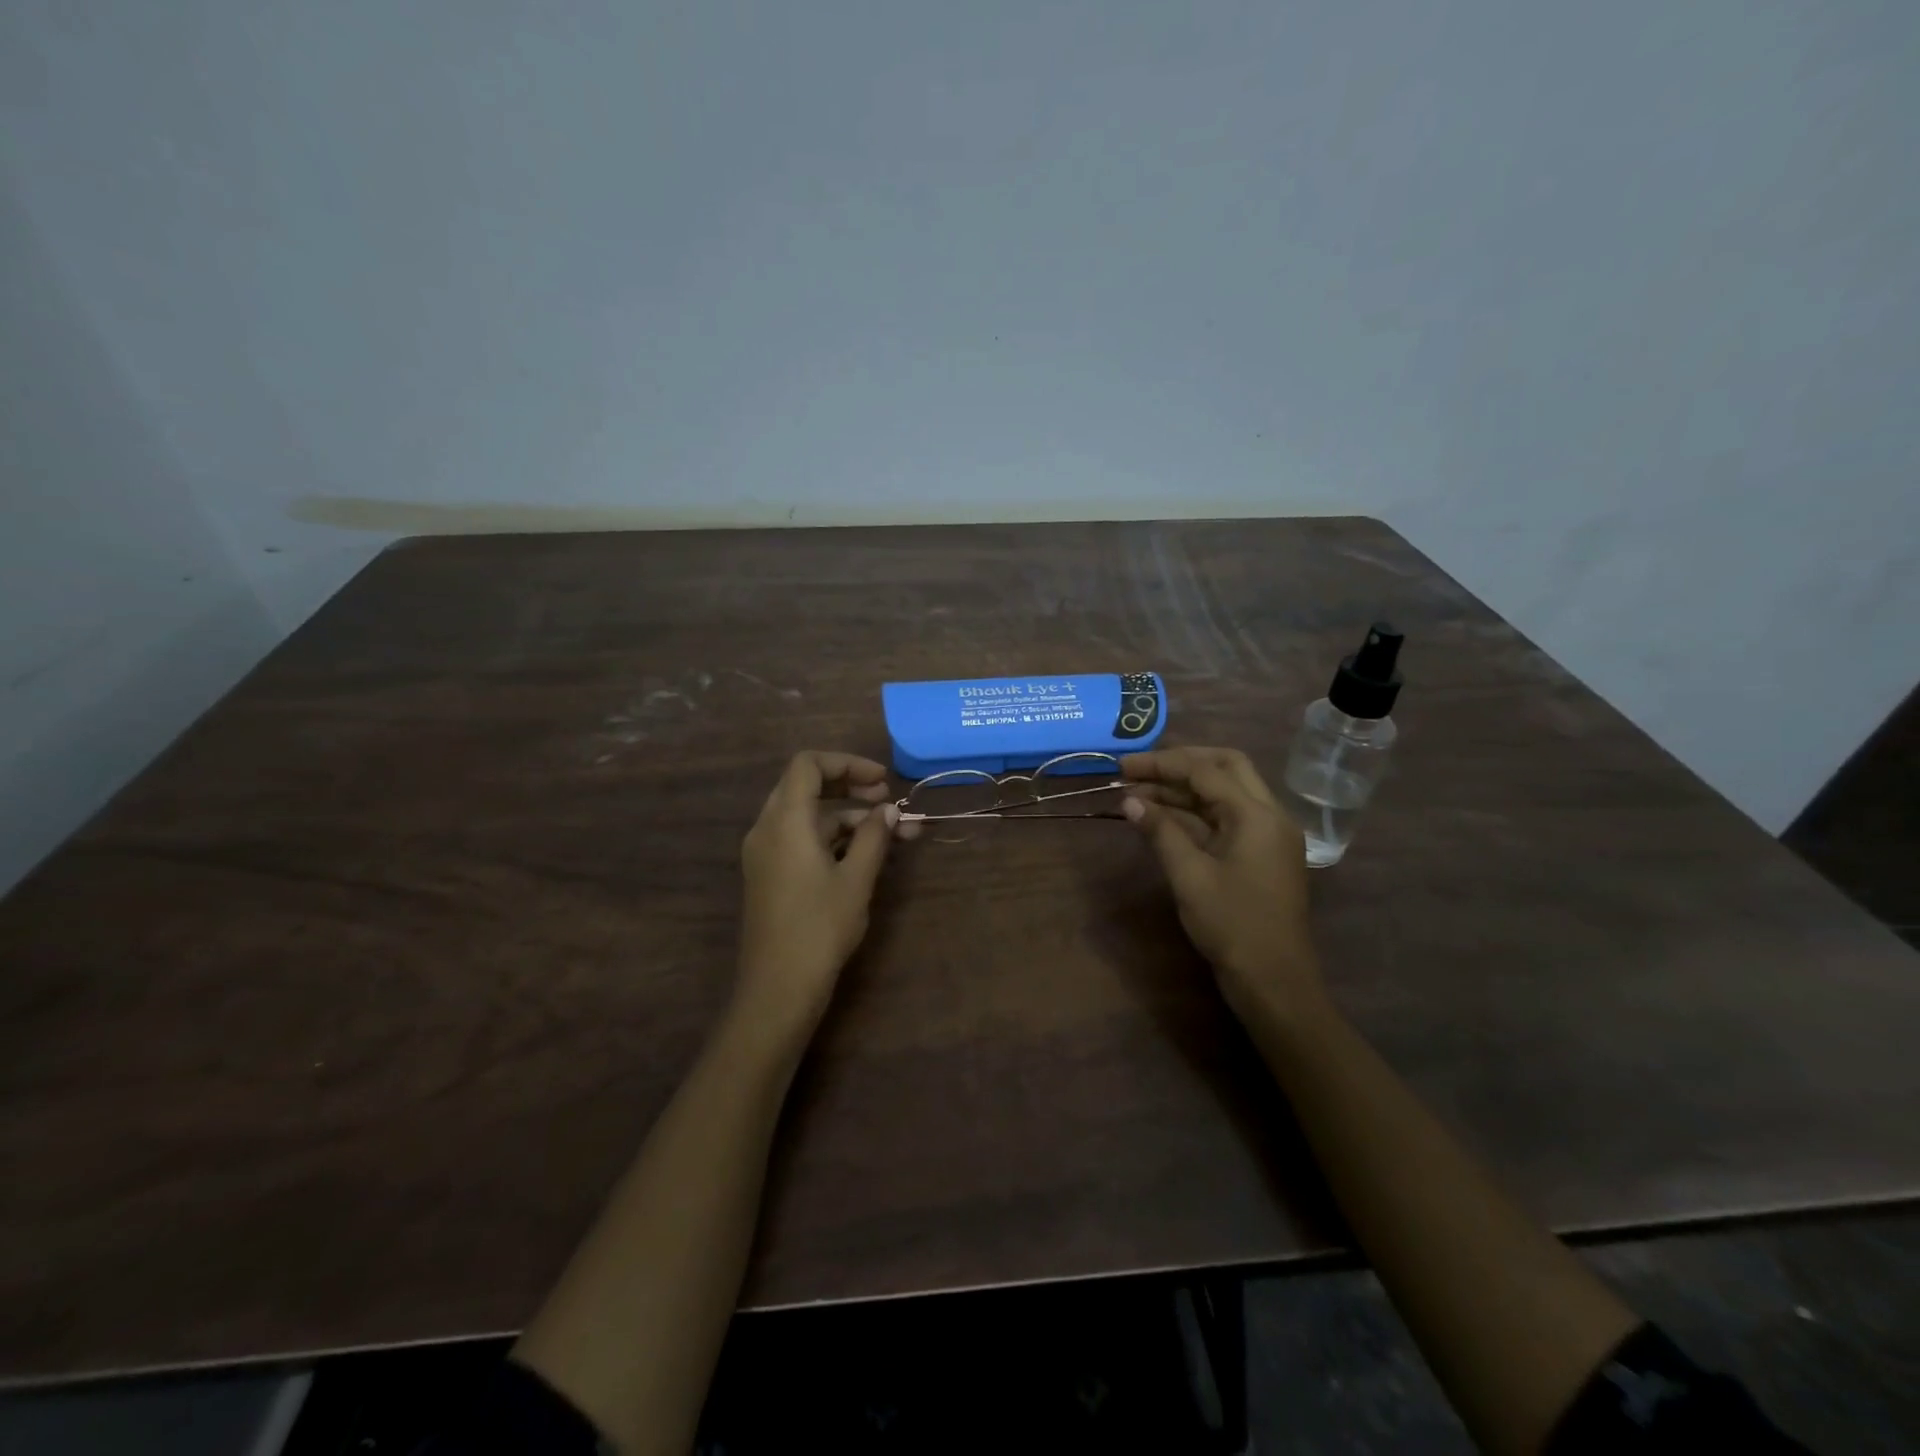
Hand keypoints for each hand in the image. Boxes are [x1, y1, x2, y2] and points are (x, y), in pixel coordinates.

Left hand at [735, 751, 899, 1041]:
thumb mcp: (856, 879)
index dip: (847, 763)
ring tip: (892, 834)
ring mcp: (764, 852)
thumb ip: (874, 836)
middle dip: (849, 786)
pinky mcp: (769, 874)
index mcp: (785, 821)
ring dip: (847, 816)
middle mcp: (768, 828)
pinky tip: (863, 854)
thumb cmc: (820, 928)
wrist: (777, 988)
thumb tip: (889, 811)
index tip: (882, 781)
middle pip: (806, 785)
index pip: (808, 765)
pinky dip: (831, 837)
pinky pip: (800, 838)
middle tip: (887, 799)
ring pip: (807, 816)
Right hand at [1121, 747, 1322, 1022]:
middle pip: (1225, 767)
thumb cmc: (1232, 926)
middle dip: (1179, 764)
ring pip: (1225, 793)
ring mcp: (1268, 835)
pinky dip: (1195, 812)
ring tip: (1138, 795)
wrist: (1274, 981)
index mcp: (1257, 814)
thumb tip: (1129, 801)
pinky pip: (1227, 818)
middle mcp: (1269, 815)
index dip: (1161, 764)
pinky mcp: (1261, 854)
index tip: (1123, 766)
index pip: (1205, 770)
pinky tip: (1161, 818)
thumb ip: (1160, 832)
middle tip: (1139, 771)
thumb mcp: (1189, 876)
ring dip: (1184, 789)